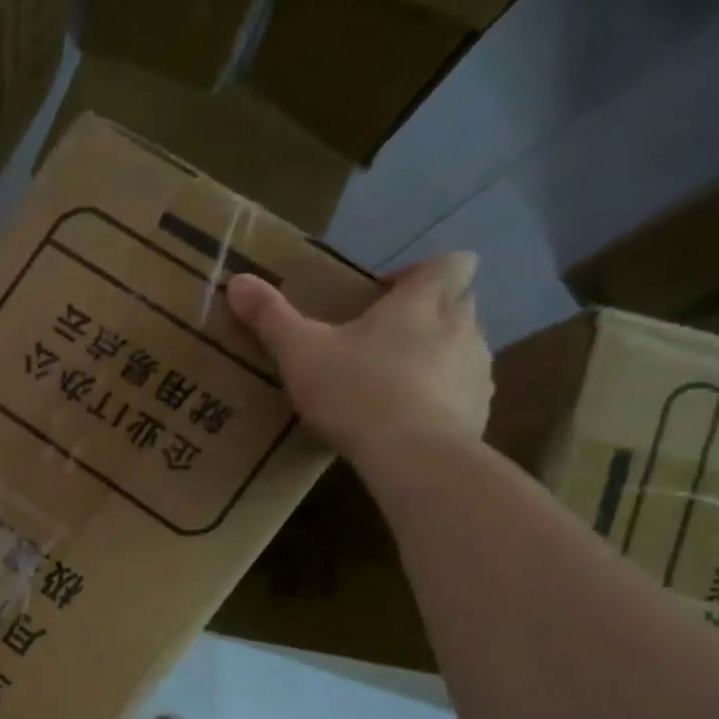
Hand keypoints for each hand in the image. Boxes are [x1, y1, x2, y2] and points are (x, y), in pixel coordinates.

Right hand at [228, 253, 492, 468]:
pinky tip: (410, 422)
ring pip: (465, 347)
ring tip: (393, 384)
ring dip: (436, 356)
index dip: (421, 272)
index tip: (385, 296)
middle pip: (460, 301)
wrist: (413, 456)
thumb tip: (237, 280)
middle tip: (383, 339)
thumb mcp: (300, 353)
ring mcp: (478, 369)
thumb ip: (271, 317)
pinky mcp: (480, 410)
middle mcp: (462, 325)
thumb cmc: (356, 392)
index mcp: (422, 302)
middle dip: (428, 313)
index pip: (450, 262)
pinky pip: (465, 392)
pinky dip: (443, 398)